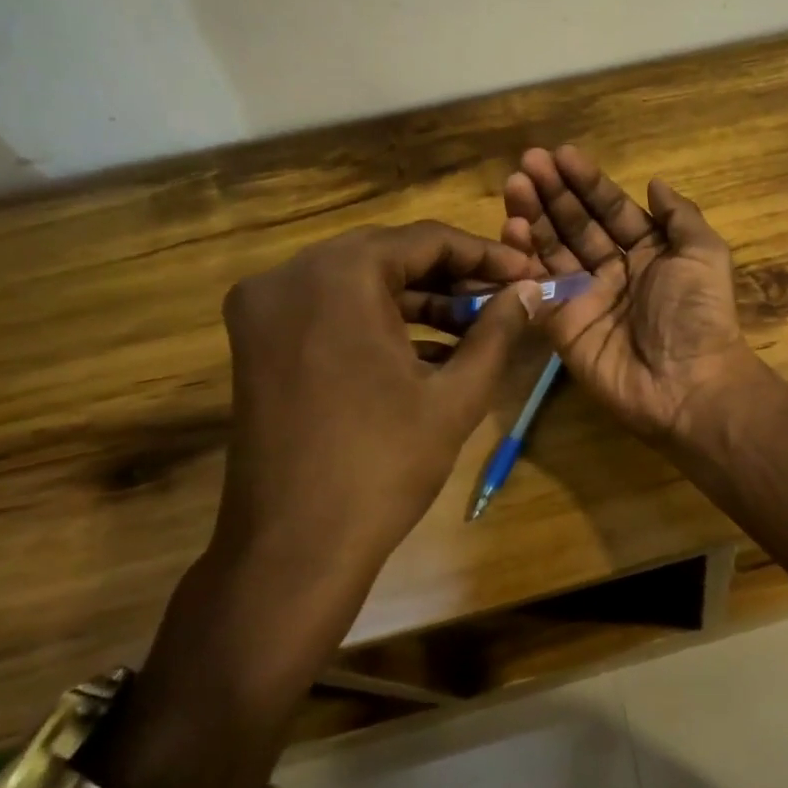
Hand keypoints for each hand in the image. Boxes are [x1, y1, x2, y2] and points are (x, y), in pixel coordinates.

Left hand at [209, 221, 540, 571]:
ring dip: (418, 301)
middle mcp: (288, 277)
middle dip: (452, 277)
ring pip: (358, 284)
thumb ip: (497, 331)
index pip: (424, 240)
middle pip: (388, 255)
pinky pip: (330, 313)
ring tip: (476, 327)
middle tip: (503, 299)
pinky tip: (429, 352)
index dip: (484, 255)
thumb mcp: (456, 394)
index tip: (526, 274)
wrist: (294, 547)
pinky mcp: (256, 345)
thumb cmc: (384, 464)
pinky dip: (379, 323)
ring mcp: (263, 311)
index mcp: (336, 277)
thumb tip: (531, 291)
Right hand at [501, 146, 756, 442]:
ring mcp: (585, 298)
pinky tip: (511, 229)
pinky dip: (522, 259)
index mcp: (649, 252)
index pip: (611, 209)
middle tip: (527, 163)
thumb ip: (679, 215)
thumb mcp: (704, 254)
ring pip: (553, 250)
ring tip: (515, 185)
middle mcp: (614, 271)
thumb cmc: (698, 314)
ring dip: (533, 217)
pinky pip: (538, 288)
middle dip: (554, 193)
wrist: (687, 384)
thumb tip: (655, 182)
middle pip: (577, 225)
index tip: (561, 154)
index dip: (588, 183)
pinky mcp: (561, 325)